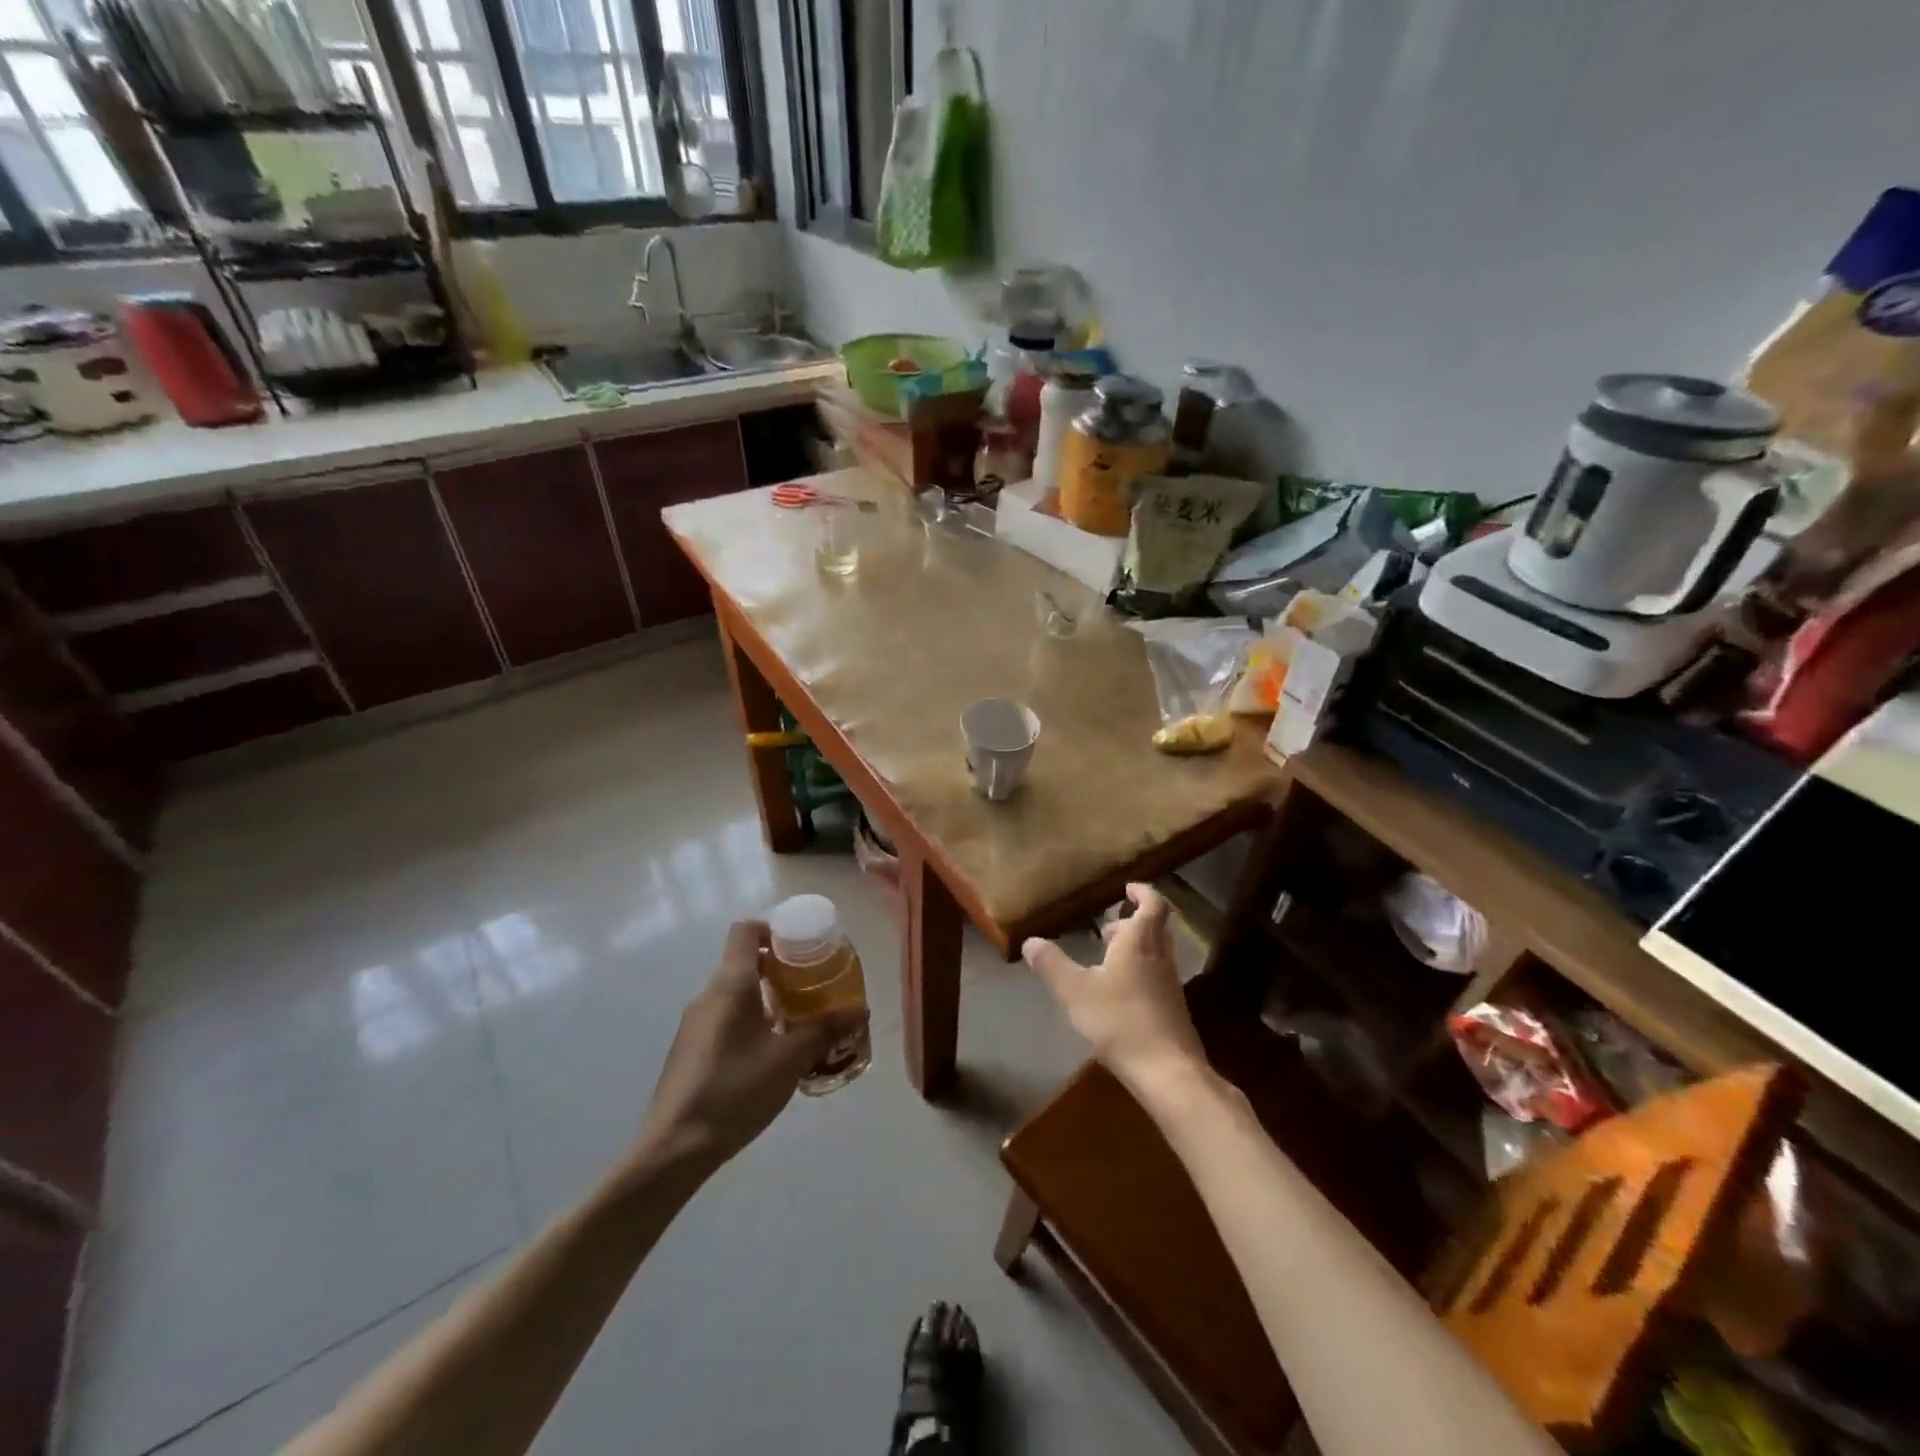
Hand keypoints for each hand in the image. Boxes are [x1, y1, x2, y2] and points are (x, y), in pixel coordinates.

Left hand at [636, 921, 863, 1176]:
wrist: (673, 1150)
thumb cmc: (734, 1090)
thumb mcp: (789, 1059)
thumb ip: (826, 1029)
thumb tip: (860, 1009)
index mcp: (730, 984)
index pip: (745, 931)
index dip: (774, 929)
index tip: (803, 948)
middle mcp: (708, 996)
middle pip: (745, 963)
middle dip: (781, 970)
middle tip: (814, 989)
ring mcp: (694, 1025)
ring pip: (736, 996)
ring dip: (768, 1001)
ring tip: (800, 1025)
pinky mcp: (690, 1052)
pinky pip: (726, 1021)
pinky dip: (752, 1025)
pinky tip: (772, 1057)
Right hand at [1022, 883, 1207, 1103]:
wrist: (1168, 1072)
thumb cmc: (1120, 1021)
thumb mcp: (1074, 991)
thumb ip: (1052, 964)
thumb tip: (1030, 941)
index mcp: (1140, 942)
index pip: (1153, 904)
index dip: (1143, 892)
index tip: (1128, 887)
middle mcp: (1160, 956)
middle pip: (1156, 927)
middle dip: (1134, 921)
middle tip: (1109, 926)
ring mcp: (1170, 984)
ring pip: (1156, 953)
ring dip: (1136, 948)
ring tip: (1106, 958)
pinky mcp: (1172, 1009)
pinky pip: (1156, 977)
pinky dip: (1139, 973)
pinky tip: (1117, 993)